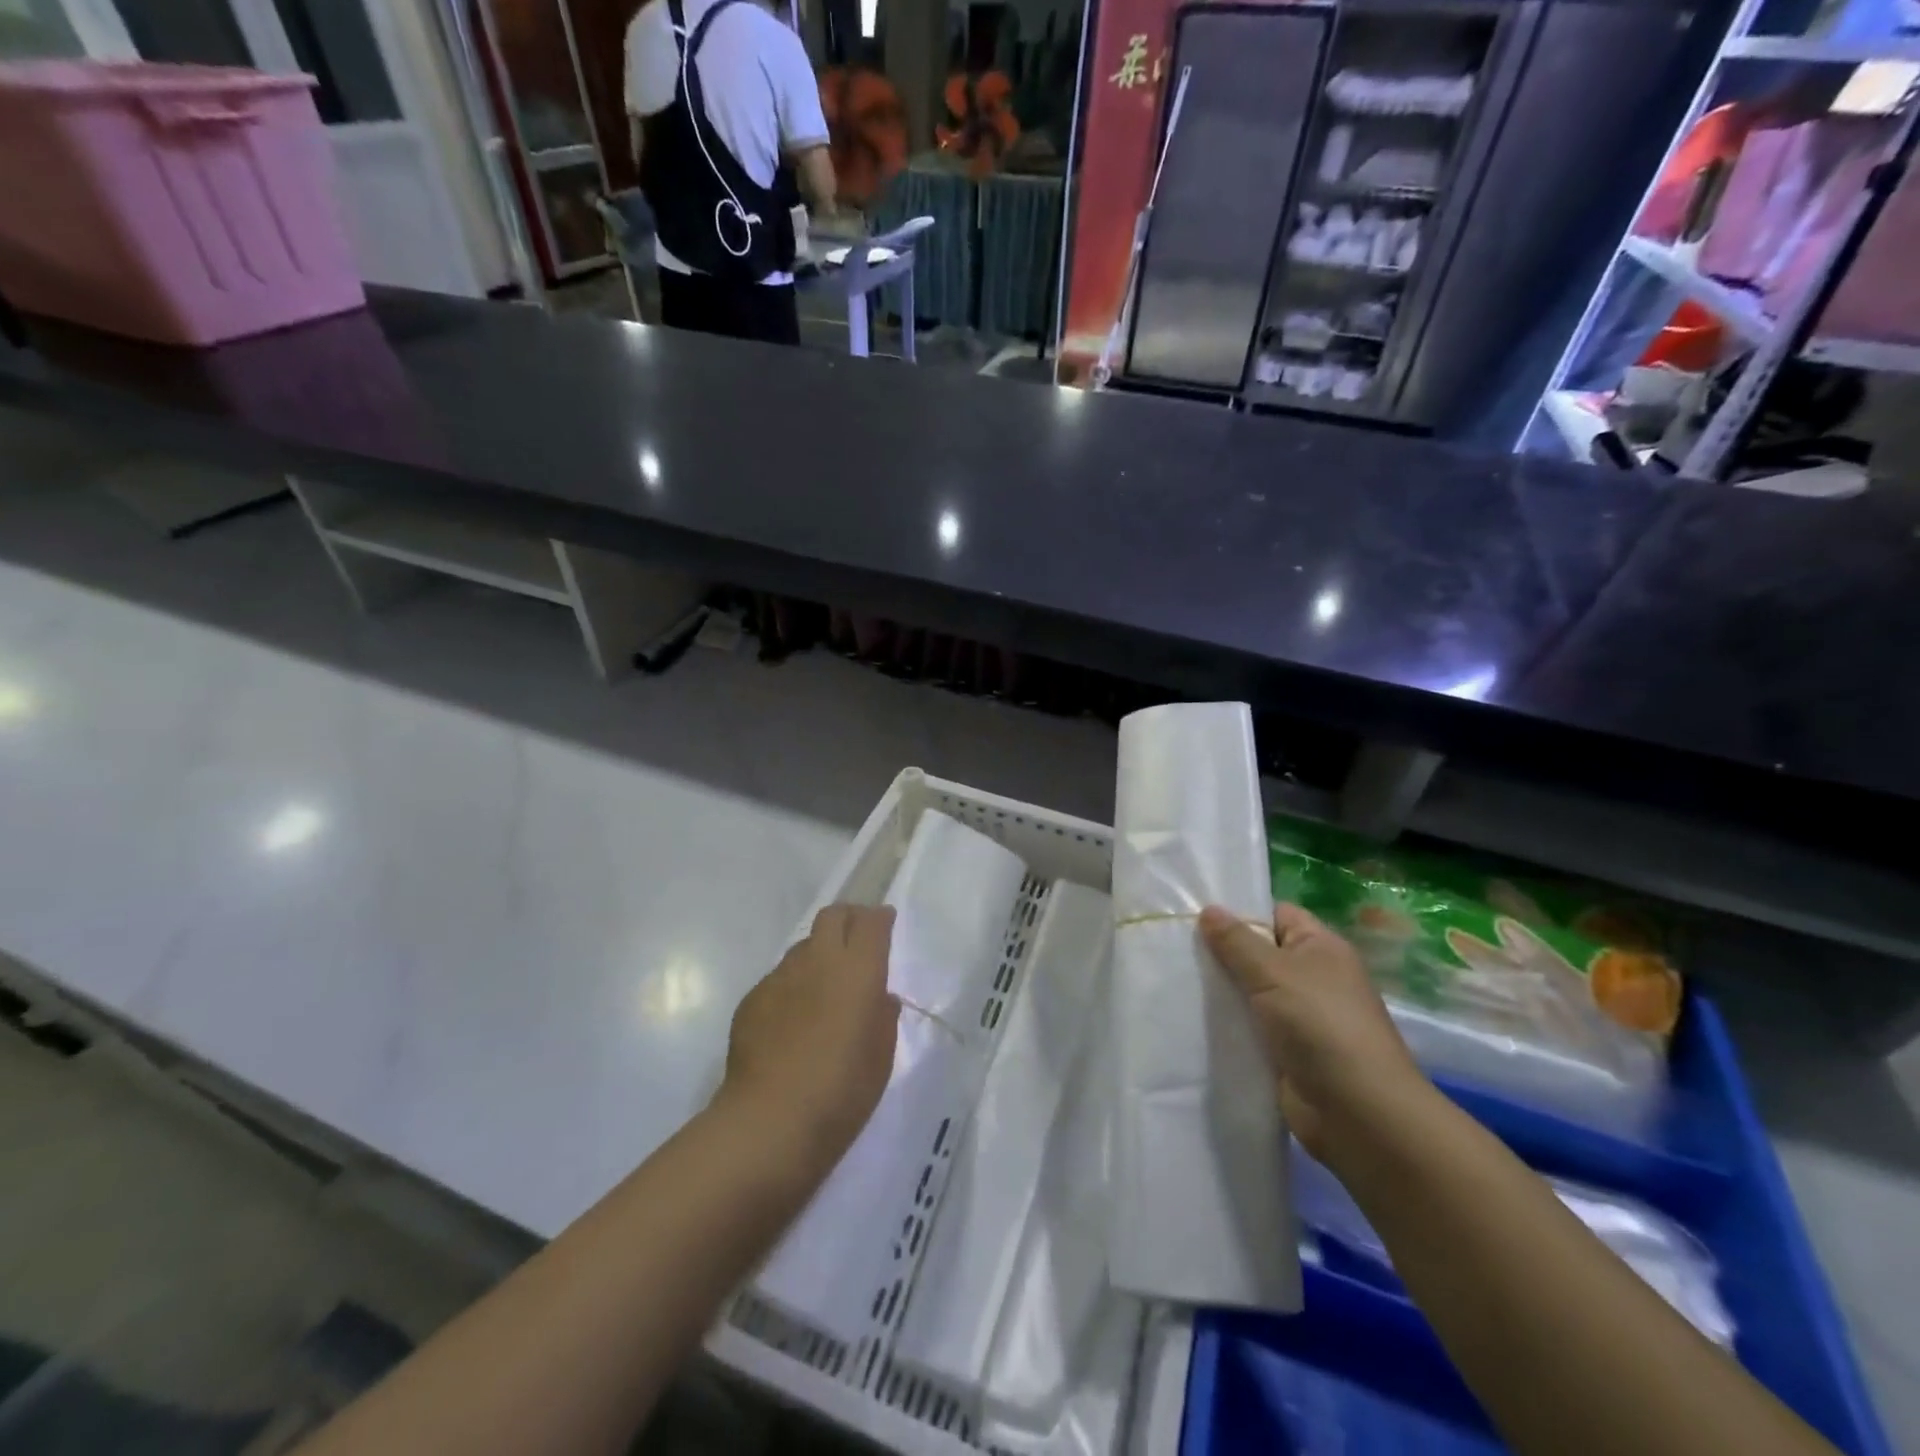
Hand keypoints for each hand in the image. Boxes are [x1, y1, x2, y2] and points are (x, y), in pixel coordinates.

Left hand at [719, 905, 900, 1172]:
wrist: (770, 1122)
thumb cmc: (842, 1091)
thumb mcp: (881, 1057)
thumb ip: (883, 1017)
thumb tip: (879, 999)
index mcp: (858, 970)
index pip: (871, 922)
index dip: (880, 918)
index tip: (885, 923)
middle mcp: (818, 960)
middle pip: (832, 916)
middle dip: (848, 919)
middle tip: (856, 941)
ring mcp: (780, 977)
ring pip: (803, 947)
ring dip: (818, 955)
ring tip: (823, 988)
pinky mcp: (752, 998)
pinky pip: (779, 979)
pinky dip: (792, 987)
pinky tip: (792, 1022)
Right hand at [1200, 902, 1431, 1163]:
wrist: (1357, 1113)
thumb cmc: (1320, 1026)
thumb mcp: (1273, 972)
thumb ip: (1236, 941)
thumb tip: (1208, 909)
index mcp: (1320, 947)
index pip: (1276, 914)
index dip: (1240, 912)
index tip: (1195, 915)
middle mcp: (1312, 977)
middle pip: (1258, 953)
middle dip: (1221, 953)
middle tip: (1174, 947)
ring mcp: (1299, 1016)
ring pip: (1249, 992)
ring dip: (1220, 991)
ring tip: (1173, 979)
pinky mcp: (1285, 1051)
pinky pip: (1249, 1026)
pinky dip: (1227, 1024)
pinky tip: (1191, 1018)